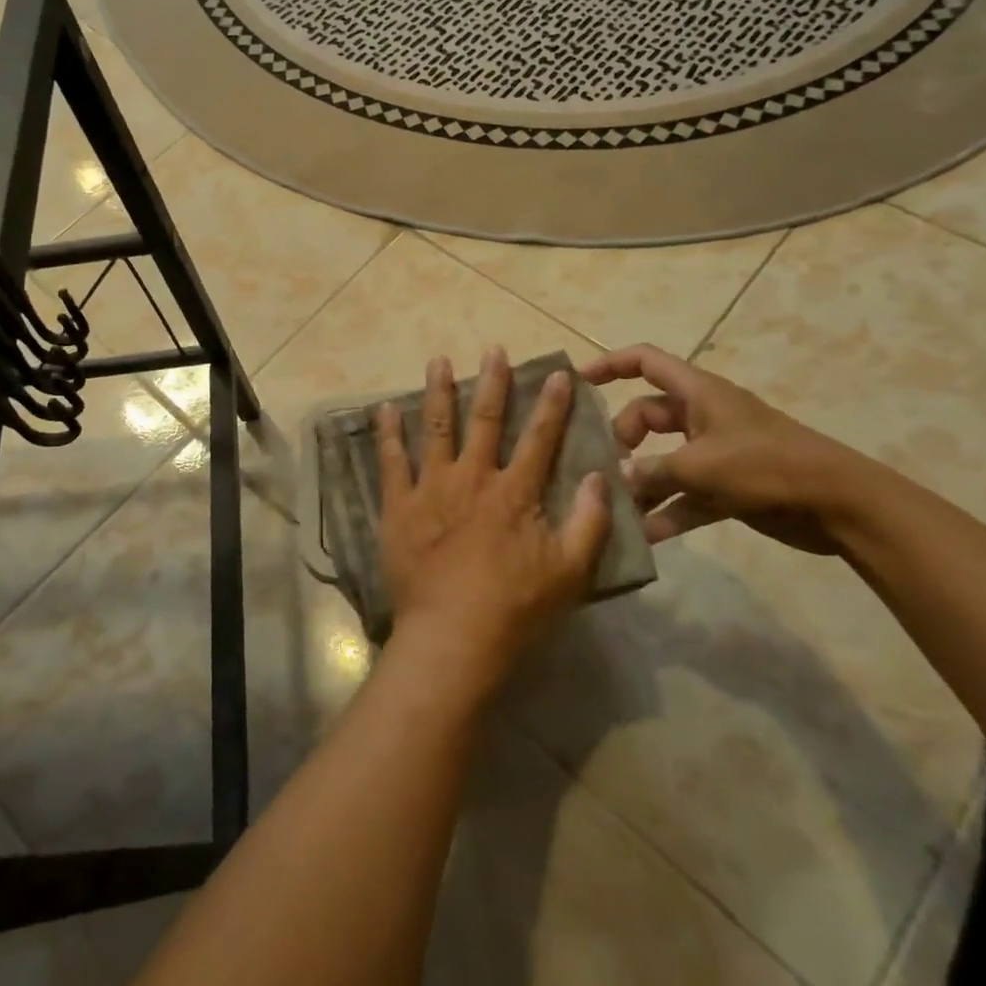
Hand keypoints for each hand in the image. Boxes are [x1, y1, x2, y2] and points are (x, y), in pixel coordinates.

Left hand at [376, 349, 610, 696]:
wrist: (452, 636)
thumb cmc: (515, 607)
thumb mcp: (570, 572)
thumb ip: (589, 522)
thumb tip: (601, 477)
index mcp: (514, 492)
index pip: (539, 437)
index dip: (551, 404)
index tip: (556, 373)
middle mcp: (472, 478)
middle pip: (484, 420)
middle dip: (492, 382)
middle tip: (493, 349)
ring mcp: (431, 488)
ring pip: (435, 428)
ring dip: (438, 391)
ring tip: (438, 360)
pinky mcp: (398, 505)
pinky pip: (391, 461)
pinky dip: (388, 433)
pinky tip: (384, 408)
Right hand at [581, 343, 867, 555]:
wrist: (841, 505)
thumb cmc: (766, 466)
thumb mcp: (700, 466)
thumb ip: (651, 472)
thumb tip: (616, 481)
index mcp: (697, 393)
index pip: (645, 361)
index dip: (609, 364)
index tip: (577, 383)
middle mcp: (702, 417)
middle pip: (646, 416)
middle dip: (622, 440)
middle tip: (605, 468)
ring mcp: (715, 453)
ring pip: (663, 461)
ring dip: (641, 484)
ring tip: (614, 508)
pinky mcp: (727, 488)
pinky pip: (685, 496)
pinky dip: (667, 512)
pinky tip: (646, 537)